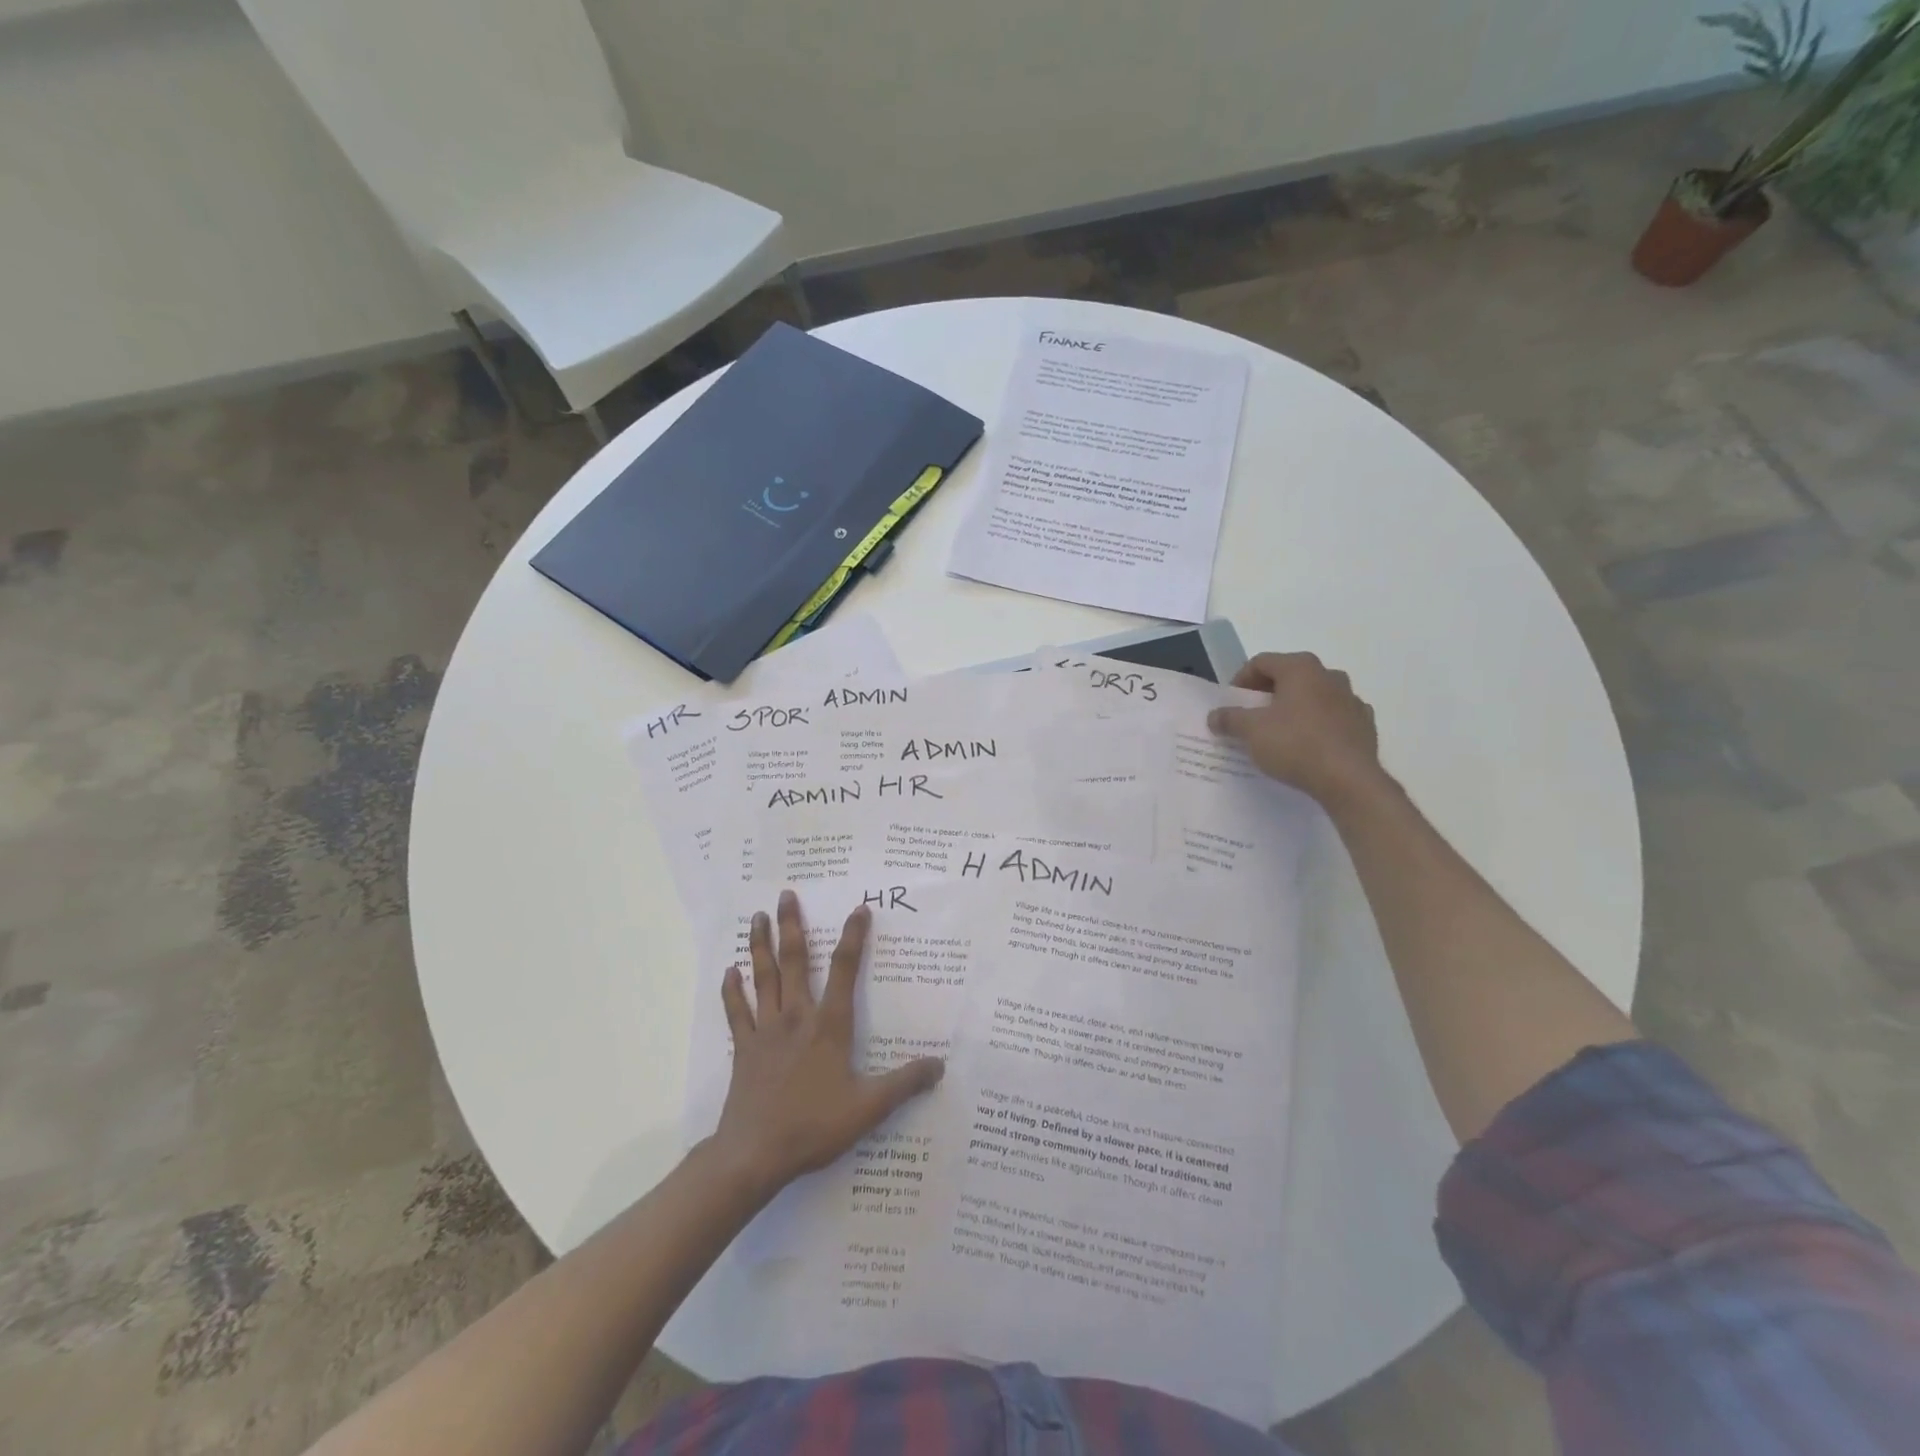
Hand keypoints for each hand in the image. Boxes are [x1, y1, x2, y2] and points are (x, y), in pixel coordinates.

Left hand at [708, 890, 943, 1198]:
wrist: (755, 1154)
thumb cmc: (814, 1126)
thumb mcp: (869, 1108)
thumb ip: (904, 1083)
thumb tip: (940, 1065)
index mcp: (829, 1026)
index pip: (845, 970)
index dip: (854, 937)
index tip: (859, 908)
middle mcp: (796, 1017)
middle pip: (795, 961)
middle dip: (792, 925)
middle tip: (786, 894)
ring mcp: (766, 1031)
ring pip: (763, 977)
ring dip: (760, 945)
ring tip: (757, 917)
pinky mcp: (744, 1048)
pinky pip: (737, 1012)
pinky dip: (732, 990)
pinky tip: (730, 971)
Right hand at [1207, 652, 1382, 805]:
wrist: (1349, 780)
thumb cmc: (1295, 744)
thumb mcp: (1251, 731)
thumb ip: (1229, 718)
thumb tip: (1215, 715)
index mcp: (1300, 668)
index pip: (1261, 662)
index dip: (1240, 680)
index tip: (1231, 703)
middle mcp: (1329, 675)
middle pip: (1289, 676)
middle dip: (1268, 694)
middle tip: (1252, 716)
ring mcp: (1351, 699)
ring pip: (1313, 696)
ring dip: (1294, 708)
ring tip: (1279, 732)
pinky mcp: (1364, 724)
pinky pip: (1333, 717)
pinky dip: (1318, 724)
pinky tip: (1308, 745)